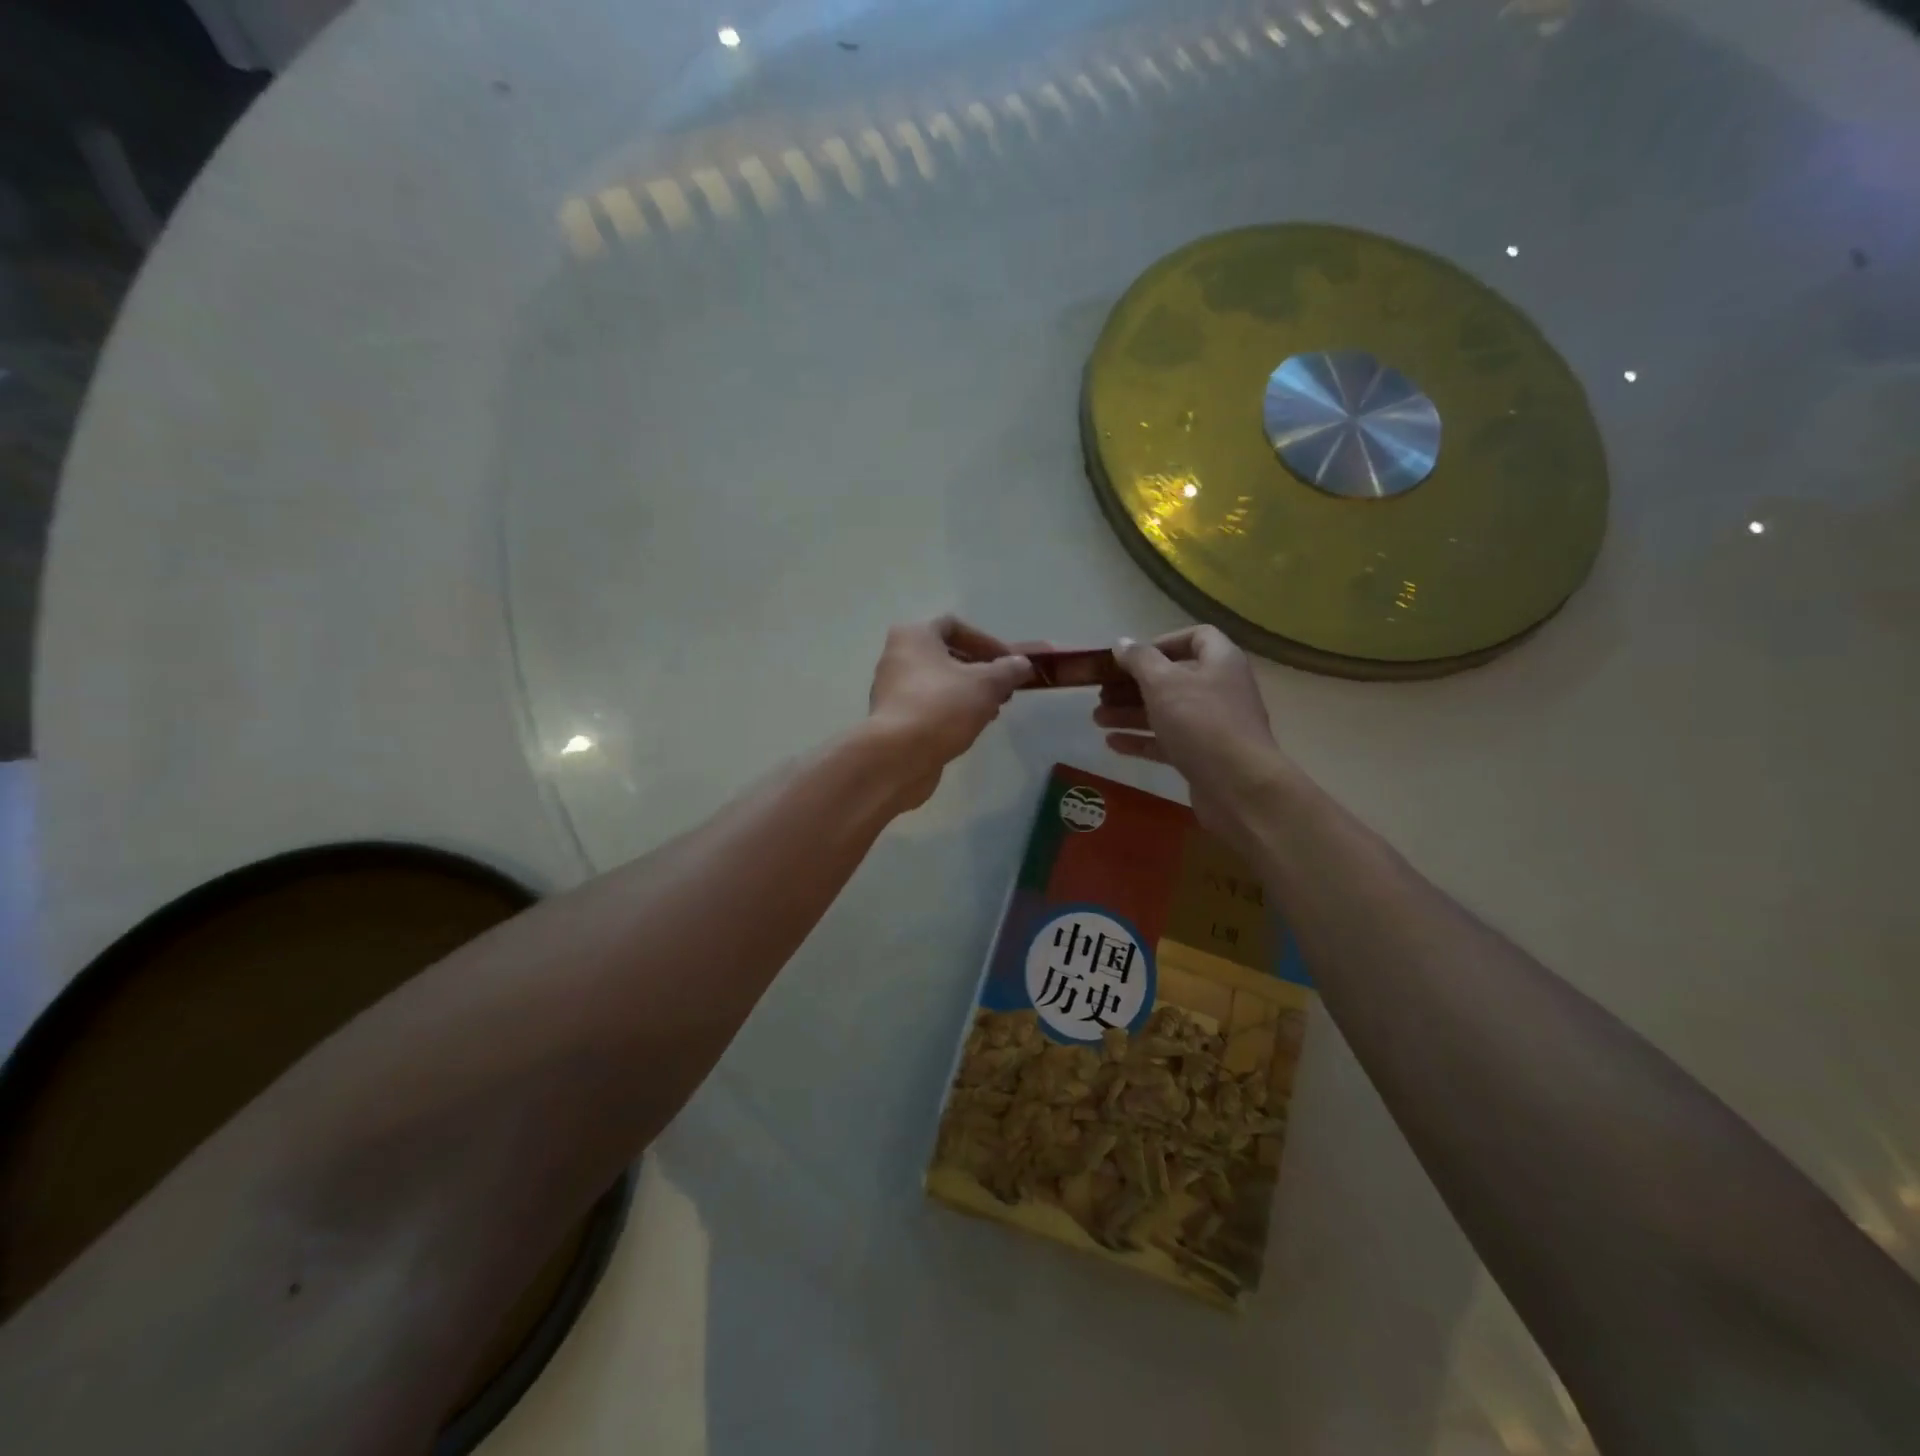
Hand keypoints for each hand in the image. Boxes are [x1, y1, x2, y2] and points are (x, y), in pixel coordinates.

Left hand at [867, 616, 1032, 807]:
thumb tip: (1022, 664)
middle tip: (1004, 689)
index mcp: (914, 636)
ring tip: (993, 710)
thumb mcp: (986, 684)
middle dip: (979, 670)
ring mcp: (891, 690)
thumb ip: (1009, 670)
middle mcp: (897, 657)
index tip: (1008, 662)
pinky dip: (951, 711)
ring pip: (938, 683)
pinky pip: (928, 706)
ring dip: (968, 693)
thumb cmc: (941, 706)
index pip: (954, 626)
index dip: (986, 641)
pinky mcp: (893, 719)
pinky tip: (970, 727)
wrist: (897, 756)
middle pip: (946, 655)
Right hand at [1098, 627, 1291, 847]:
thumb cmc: (1201, 722)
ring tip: (1097, 718)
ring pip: (1166, 712)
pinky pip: (1167, 742)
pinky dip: (1141, 740)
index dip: (1162, 642)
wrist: (1239, 786)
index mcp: (1220, 662)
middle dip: (1134, 684)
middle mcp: (1220, 689)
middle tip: (1101, 692)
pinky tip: (1111, 743)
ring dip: (1131, 712)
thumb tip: (1121, 643)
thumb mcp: (1163, 683)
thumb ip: (1139, 660)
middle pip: (1173, 678)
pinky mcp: (1203, 756)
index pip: (1196, 637)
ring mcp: (1212, 725)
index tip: (1132, 657)